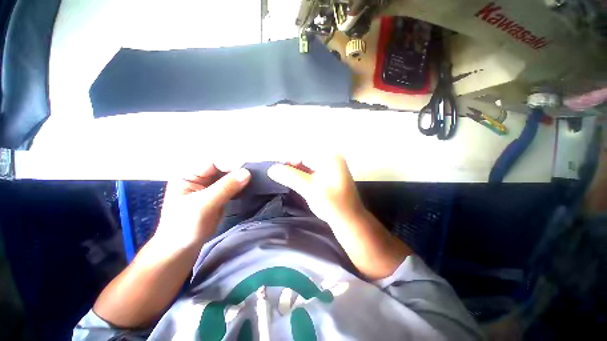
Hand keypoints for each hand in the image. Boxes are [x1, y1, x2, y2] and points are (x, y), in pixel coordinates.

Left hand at [155, 164, 250, 247]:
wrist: (182, 249)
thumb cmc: (185, 227)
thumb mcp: (203, 206)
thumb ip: (225, 188)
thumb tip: (246, 173)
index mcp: (188, 174)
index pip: (213, 162)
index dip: (230, 164)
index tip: (246, 172)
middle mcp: (199, 176)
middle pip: (223, 166)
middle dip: (238, 170)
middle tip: (253, 176)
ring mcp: (210, 185)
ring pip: (229, 175)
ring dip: (241, 178)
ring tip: (254, 181)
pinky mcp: (218, 194)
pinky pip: (232, 184)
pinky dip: (241, 185)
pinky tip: (249, 187)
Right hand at [267, 154, 364, 225]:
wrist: (349, 220)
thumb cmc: (333, 205)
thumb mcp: (310, 189)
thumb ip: (291, 177)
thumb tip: (271, 168)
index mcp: (330, 157)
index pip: (305, 150)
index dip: (290, 158)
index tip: (278, 169)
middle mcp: (330, 157)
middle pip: (305, 155)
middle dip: (292, 164)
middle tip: (280, 174)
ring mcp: (329, 166)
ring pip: (306, 163)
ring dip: (295, 170)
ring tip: (284, 177)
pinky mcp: (326, 175)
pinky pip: (310, 169)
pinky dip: (301, 174)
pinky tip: (294, 180)